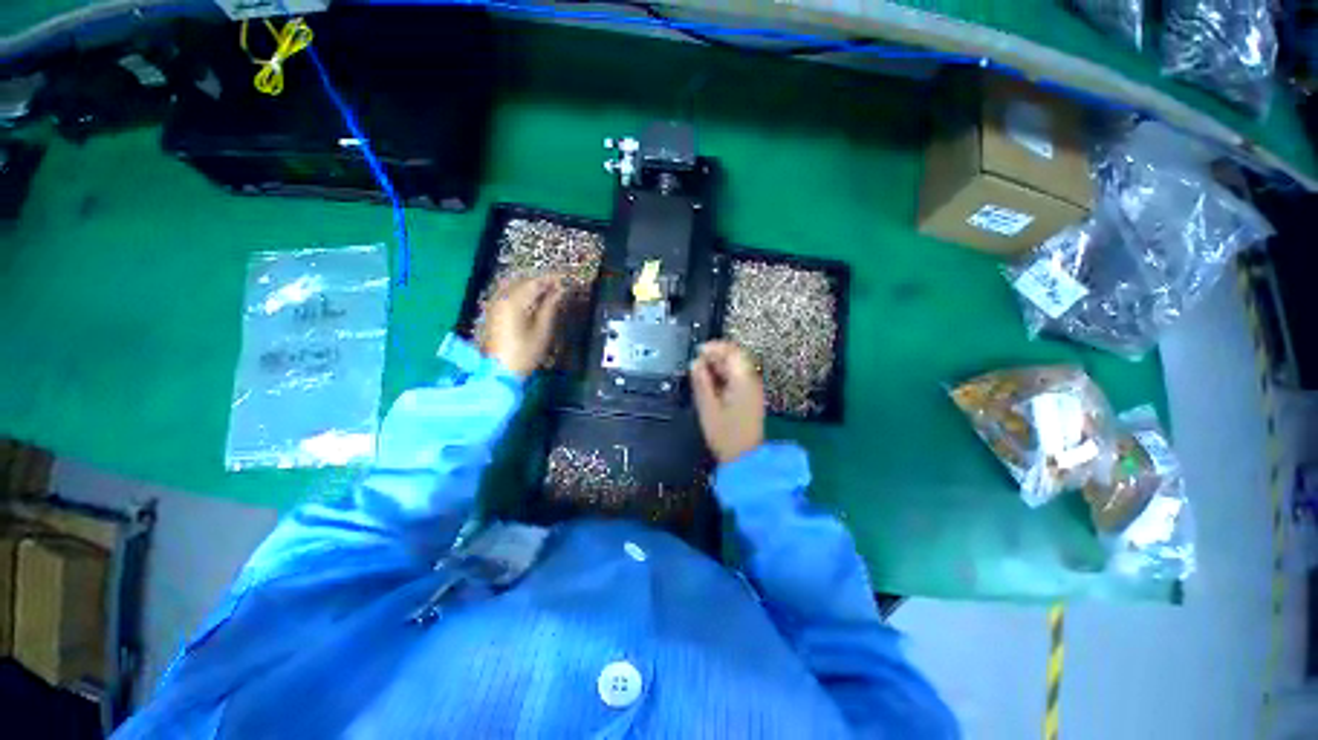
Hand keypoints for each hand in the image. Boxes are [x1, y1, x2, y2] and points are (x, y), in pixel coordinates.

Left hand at [482, 275, 565, 376]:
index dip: (550, 280)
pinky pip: (507, 295)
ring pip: (513, 287)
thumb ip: (550, 308)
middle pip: (522, 282)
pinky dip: (521, 293)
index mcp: (513, 302)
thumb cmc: (524, 353)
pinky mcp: (492, 314)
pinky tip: (531, 301)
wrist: (499, 372)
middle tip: (558, 285)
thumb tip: (559, 292)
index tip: (564, 279)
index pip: (534, 283)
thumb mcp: (542, 331)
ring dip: (530, 287)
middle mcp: (501, 299)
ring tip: (547, 292)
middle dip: (540, 282)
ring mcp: (494, 306)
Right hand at [691, 341, 765, 463]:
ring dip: (719, 366)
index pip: (732, 351)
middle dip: (716, 356)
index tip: (698, 350)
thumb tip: (695, 362)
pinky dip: (724, 376)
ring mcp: (753, 389)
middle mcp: (751, 381)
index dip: (714, 347)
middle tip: (697, 362)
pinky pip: (738, 378)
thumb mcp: (707, 407)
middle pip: (736, 357)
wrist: (745, 458)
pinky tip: (712, 384)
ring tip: (701, 373)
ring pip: (736, 368)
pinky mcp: (751, 398)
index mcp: (743, 380)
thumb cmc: (725, 434)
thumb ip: (701, 382)